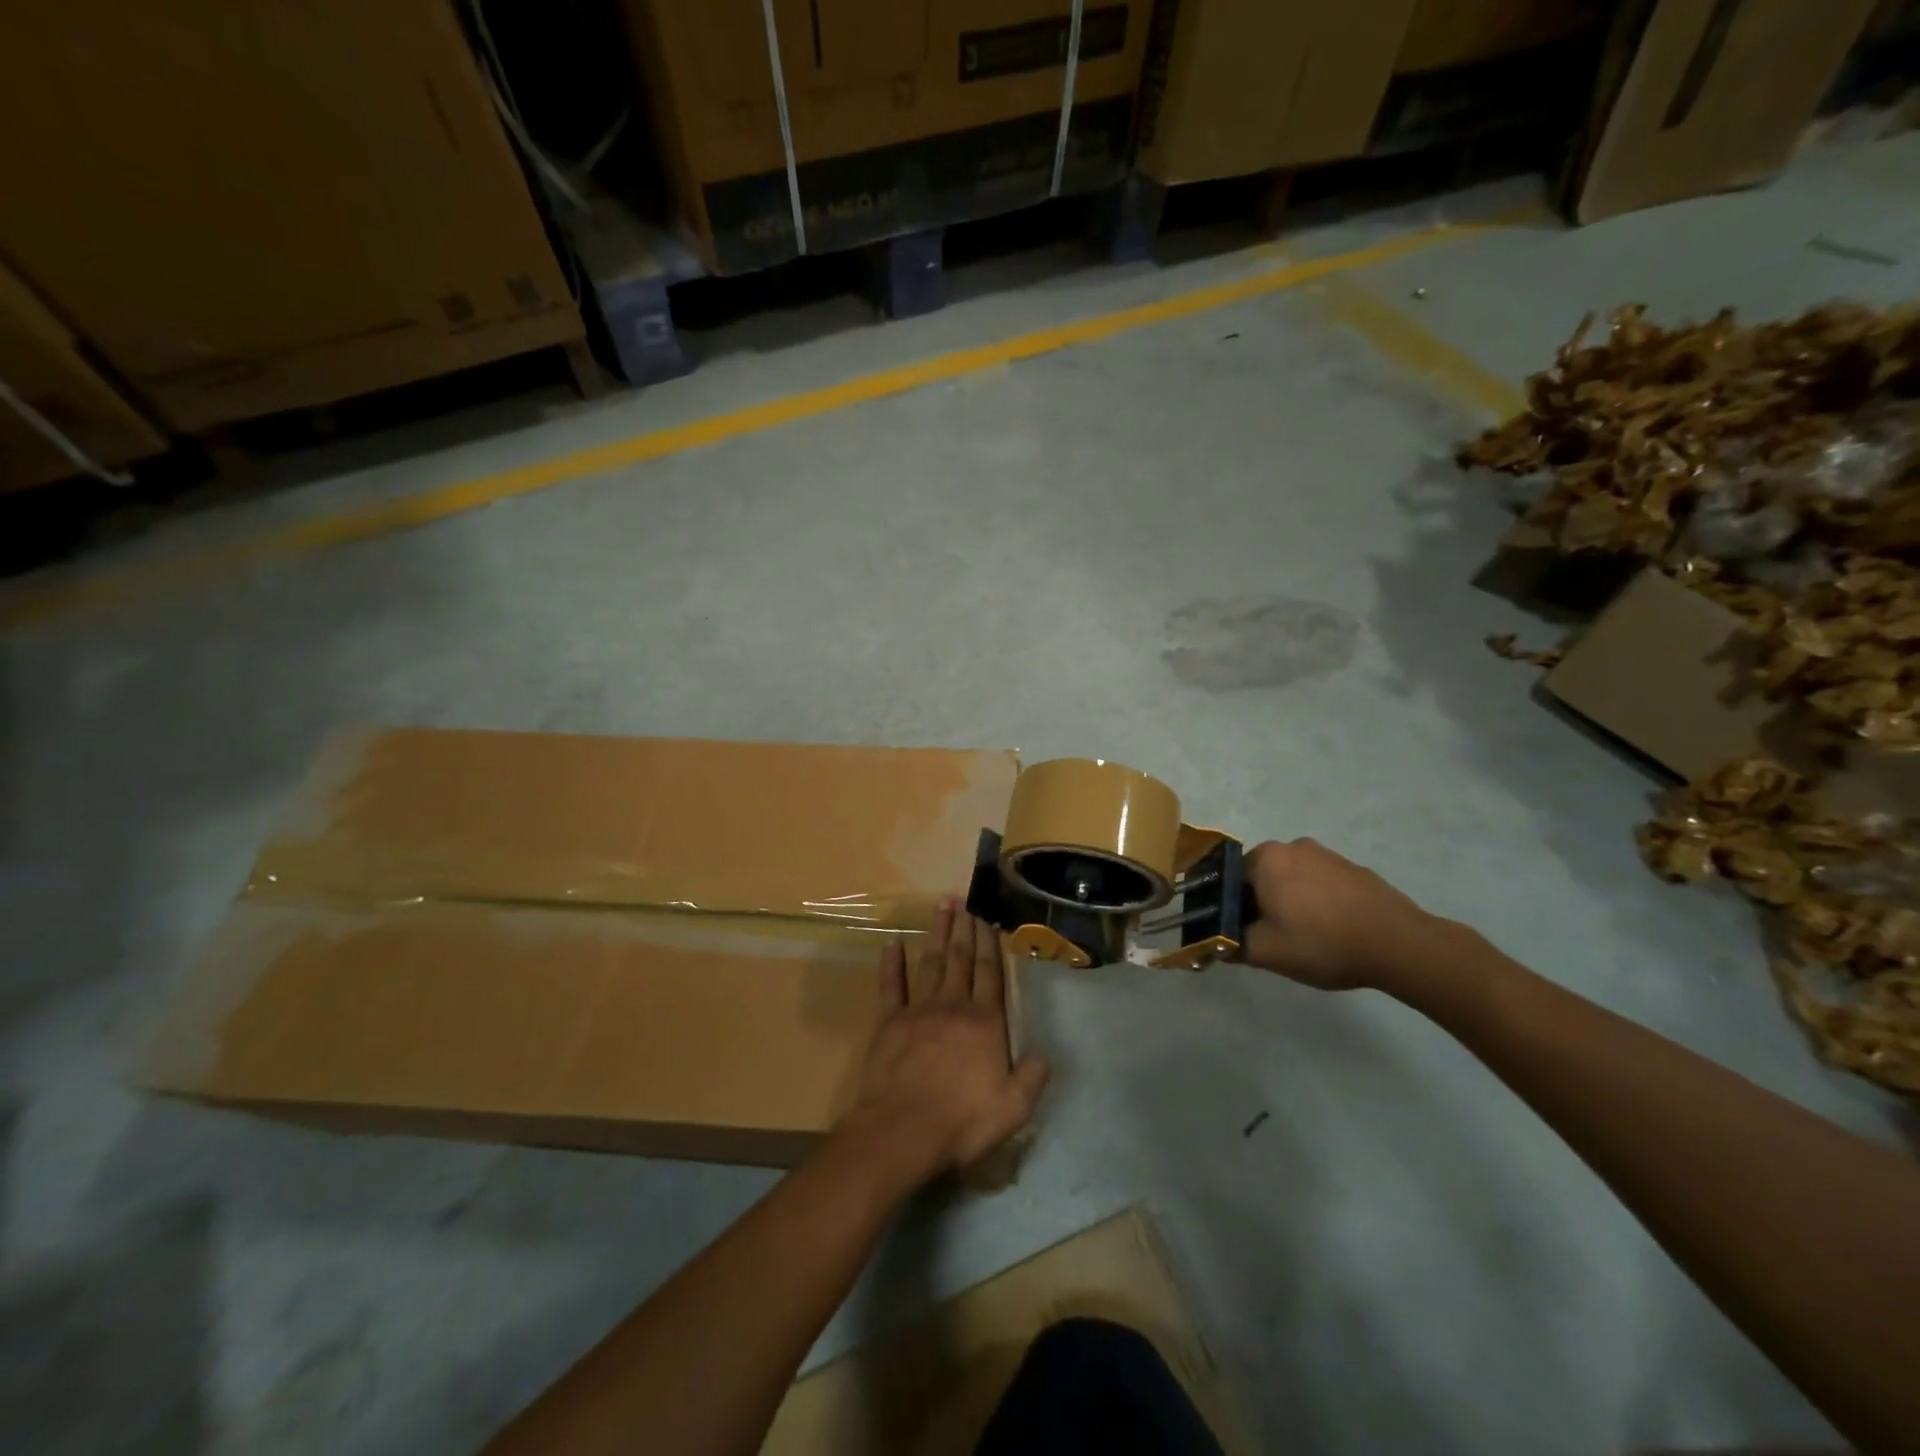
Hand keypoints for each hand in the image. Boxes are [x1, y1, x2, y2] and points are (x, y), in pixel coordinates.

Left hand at [840, 899, 1049, 1192]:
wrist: (902, 1132)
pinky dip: (891, 963)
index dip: (989, 943)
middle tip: (965, 899)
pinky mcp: (888, 1022)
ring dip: (936, 933)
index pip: (989, 973)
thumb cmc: (962, 1122)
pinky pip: (890, 986)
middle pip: (960, 959)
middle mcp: (953, 1006)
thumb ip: (1031, 1077)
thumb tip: (1043, 1055)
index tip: (987, 917)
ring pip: (930, 962)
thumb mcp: (1013, 1108)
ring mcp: (918, 1010)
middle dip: (964, 928)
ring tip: (941, 906)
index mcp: (984, 1022)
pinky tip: (892, 943)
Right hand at [1239, 838, 1439, 990]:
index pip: (1230, 879)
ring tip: (1307, 937)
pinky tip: (1332, 930)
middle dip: (1262, 904)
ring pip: (1293, 879)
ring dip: (1291, 902)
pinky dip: (1319, 902)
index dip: (1232, 908)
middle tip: (1273, 938)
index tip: (1243, 933)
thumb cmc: (1323, 942)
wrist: (1400, 945)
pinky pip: (1322, 884)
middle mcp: (1293, 846)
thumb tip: (1215, 943)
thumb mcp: (1266, 952)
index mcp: (1266, 858)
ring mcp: (1328, 855)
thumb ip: (1231, 945)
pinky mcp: (1355, 869)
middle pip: (1262, 877)